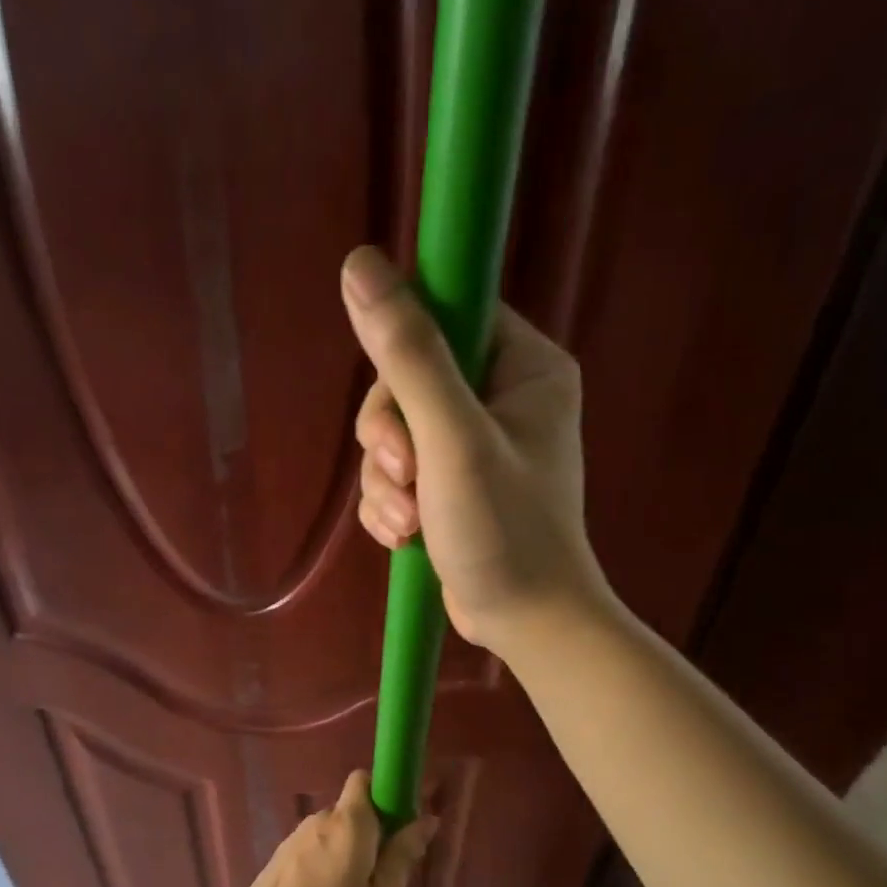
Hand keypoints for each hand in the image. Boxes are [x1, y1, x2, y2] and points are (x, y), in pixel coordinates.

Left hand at [219, 771, 437, 886]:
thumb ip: (402, 858)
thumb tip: (426, 819)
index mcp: (348, 823)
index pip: (365, 780)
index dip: (387, 794)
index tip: (403, 825)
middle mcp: (318, 821)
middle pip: (351, 811)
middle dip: (372, 833)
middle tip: (385, 878)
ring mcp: (292, 841)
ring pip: (332, 835)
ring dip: (348, 855)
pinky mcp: (276, 863)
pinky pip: (312, 853)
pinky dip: (326, 868)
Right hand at [343, 245, 607, 653]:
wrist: (526, 622)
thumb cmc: (506, 530)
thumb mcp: (452, 439)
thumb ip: (409, 355)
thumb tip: (360, 263)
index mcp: (525, 366)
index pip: (449, 317)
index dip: (406, 353)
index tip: (397, 408)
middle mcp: (502, 397)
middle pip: (408, 381)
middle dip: (390, 438)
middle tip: (405, 477)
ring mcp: (473, 446)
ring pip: (394, 435)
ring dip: (385, 481)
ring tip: (407, 521)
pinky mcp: (450, 488)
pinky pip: (397, 475)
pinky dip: (390, 505)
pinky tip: (403, 537)